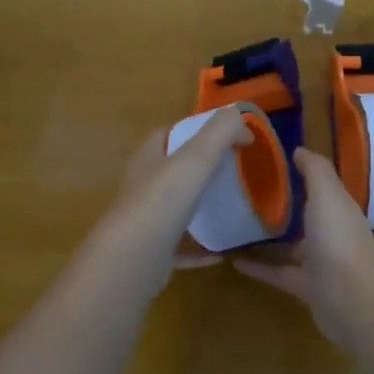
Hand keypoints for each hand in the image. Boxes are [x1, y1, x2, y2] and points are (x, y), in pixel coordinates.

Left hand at [83, 108, 251, 302]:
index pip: (170, 134)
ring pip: (176, 208)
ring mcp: (146, 221)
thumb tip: (239, 114)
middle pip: (173, 170)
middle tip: (236, 169)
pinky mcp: (154, 253)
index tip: (229, 135)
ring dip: (199, 206)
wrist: (134, 259)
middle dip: (200, 167)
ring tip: (231, 206)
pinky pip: (182, 247)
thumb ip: (219, 132)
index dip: (197, 129)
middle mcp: (143, 186)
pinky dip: (201, 248)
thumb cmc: (163, 201)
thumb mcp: (196, 158)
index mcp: (149, 158)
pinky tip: (222, 252)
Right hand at [234, 147, 373, 347]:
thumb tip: (299, 149)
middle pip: (305, 216)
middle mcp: (331, 233)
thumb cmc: (339, 240)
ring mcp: (320, 263)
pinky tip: (233, 261)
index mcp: (339, 208)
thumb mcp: (327, 194)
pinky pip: (278, 274)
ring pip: (291, 247)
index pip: (319, 186)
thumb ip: (315, 170)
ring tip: (234, 226)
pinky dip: (259, 267)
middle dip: (281, 206)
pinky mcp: (306, 288)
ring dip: (268, 239)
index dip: (298, 173)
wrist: (353, 301)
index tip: (267, 162)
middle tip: (244, 193)